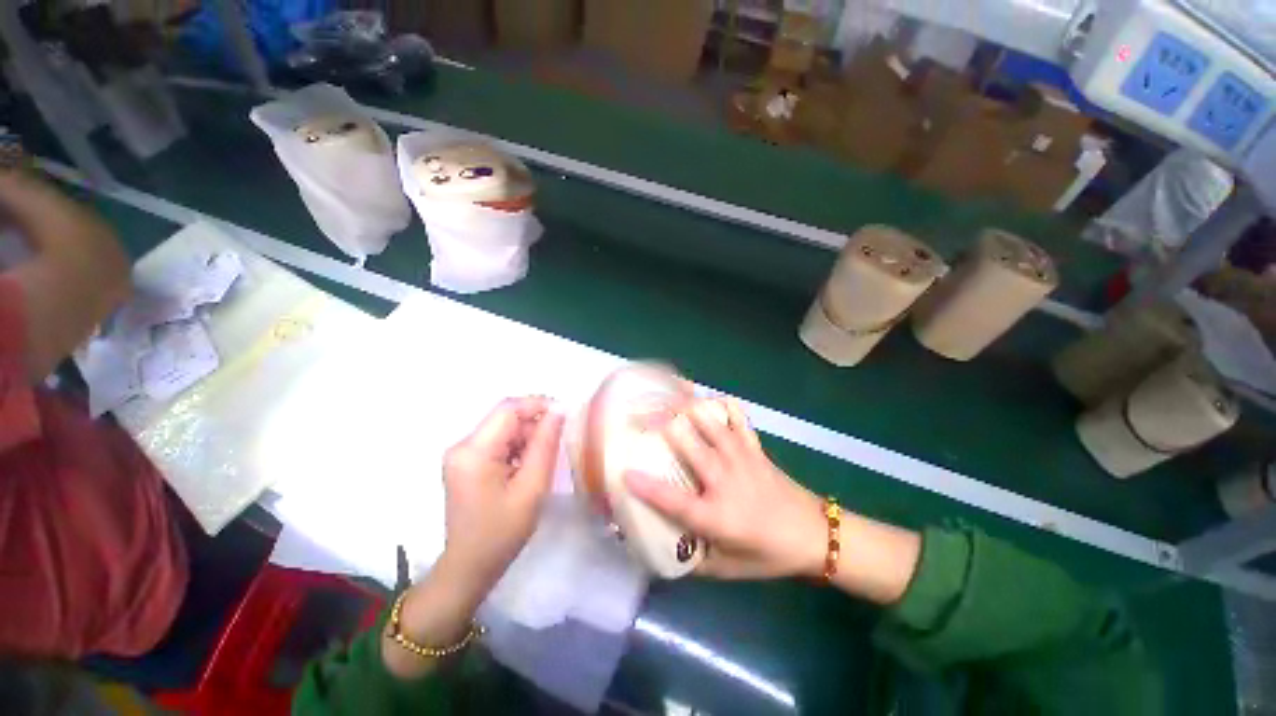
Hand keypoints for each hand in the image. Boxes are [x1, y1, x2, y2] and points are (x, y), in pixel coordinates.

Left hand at [440, 396, 564, 596]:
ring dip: (527, 437)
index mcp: (473, 451)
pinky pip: (497, 442)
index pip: (508, 409)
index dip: (538, 404)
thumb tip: (559, 411)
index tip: (565, 413)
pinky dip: (517, 448)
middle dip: (534, 424)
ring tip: (542, 461)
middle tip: (557, 443)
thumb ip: (546, 444)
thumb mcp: (532, 487)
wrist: (469, 568)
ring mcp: (461, 454)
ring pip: (503, 429)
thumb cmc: (502, 532)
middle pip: (505, 418)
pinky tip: (527, 467)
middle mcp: (462, 446)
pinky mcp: (466, 463)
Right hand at [625, 398, 827, 579]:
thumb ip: (690, 560)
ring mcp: (740, 457)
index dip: (645, 486)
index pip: (672, 500)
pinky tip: (708, 399)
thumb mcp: (726, 569)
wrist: (815, 535)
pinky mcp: (754, 447)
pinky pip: (737, 417)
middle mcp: (724, 480)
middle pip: (687, 442)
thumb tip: (659, 549)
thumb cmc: (768, 554)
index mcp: (716, 516)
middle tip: (639, 416)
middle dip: (660, 424)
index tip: (624, 473)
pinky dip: (721, 405)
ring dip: (685, 408)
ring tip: (666, 398)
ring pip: (709, 422)